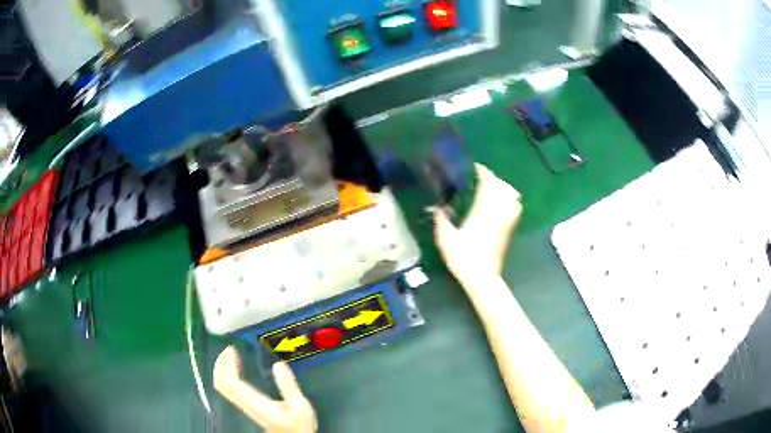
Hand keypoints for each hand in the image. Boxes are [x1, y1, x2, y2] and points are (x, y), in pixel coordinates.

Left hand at [214, 346, 316, 432]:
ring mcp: (243, 404)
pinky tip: (234, 368)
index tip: (232, 350)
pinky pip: (228, 387)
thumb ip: (288, 386)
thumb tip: (278, 364)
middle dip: (221, 364)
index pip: (231, 383)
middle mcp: (245, 403)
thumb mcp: (300, 405)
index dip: (227, 366)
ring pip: (222, 386)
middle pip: (221, 384)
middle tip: (229, 349)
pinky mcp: (246, 404)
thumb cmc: (297, 424)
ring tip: (229, 355)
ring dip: (222, 368)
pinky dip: (227, 374)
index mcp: (256, 402)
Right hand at [434, 164, 522, 285]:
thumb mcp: (445, 238)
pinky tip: (499, 204)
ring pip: (513, 196)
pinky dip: (509, 200)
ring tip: (492, 189)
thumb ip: (441, 220)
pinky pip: (515, 208)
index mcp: (482, 211)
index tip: (475, 167)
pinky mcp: (509, 229)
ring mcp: (506, 221)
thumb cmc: (463, 257)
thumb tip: (438, 207)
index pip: (489, 184)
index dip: (483, 172)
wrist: (481, 277)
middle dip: (494, 178)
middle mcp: (498, 212)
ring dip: (504, 188)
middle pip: (503, 187)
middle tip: (481, 178)